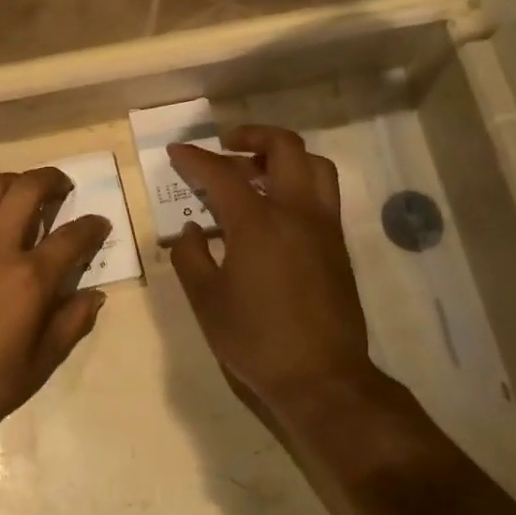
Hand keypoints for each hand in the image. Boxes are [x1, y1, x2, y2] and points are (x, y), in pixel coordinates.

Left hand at [0, 169, 111, 441]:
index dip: (92, 226)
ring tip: (23, 196)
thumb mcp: (40, 364)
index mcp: (28, 278)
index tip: (100, 223)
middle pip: (28, 189)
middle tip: (63, 188)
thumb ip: (71, 322)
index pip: (72, 236)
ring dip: (14, 183)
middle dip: (53, 180)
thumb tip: (93, 294)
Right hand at [166, 127, 372, 423]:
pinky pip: (323, 193)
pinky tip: (276, 208)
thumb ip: (191, 257)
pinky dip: (299, 181)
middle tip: (226, 147)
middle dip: (251, 136)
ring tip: (257, 171)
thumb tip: (192, 229)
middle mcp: (296, 212)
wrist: (322, 378)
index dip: (195, 159)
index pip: (221, 174)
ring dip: (284, 156)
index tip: (177, 152)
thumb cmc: (256, 339)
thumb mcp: (206, 300)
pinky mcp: (338, 245)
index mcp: (258, 222)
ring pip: (314, 165)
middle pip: (284, 147)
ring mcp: (323, 226)